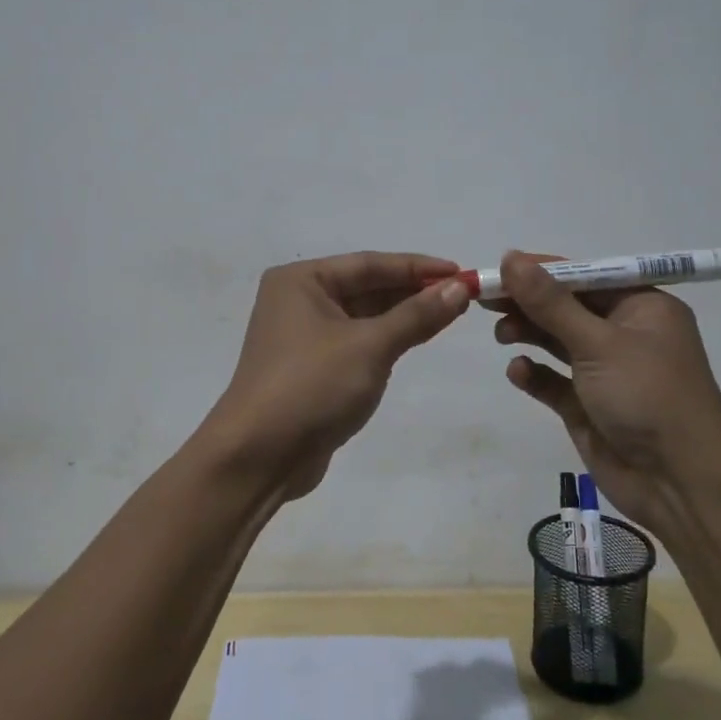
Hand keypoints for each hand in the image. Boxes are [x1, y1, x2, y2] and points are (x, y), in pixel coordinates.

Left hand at [201, 252, 471, 499]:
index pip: (369, 264)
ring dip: (402, 315)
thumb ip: (416, 315)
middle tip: (461, 295)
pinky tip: (417, 338)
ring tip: (449, 313)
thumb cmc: (312, 386)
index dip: (417, 267)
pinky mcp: (311, 368)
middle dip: (412, 291)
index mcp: (301, 281)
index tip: (460, 272)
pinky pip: (357, 342)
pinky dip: (386, 339)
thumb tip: (459, 287)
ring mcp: (303, 336)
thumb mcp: (370, 346)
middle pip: (365, 287)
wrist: (259, 456)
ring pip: (363, 316)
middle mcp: (298, 300)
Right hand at [489, 251, 720, 537]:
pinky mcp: (588, 406)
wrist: (680, 485)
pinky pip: (554, 381)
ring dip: (528, 333)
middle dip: (528, 302)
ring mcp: (606, 372)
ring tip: (500, 335)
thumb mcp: (598, 343)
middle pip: (566, 307)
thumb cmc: (648, 396)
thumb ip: (550, 303)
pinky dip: (535, 374)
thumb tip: (510, 257)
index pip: (584, 276)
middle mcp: (625, 334)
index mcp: (642, 307)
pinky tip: (518, 372)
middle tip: (484, 300)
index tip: (498, 268)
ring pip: (558, 341)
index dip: (540, 270)